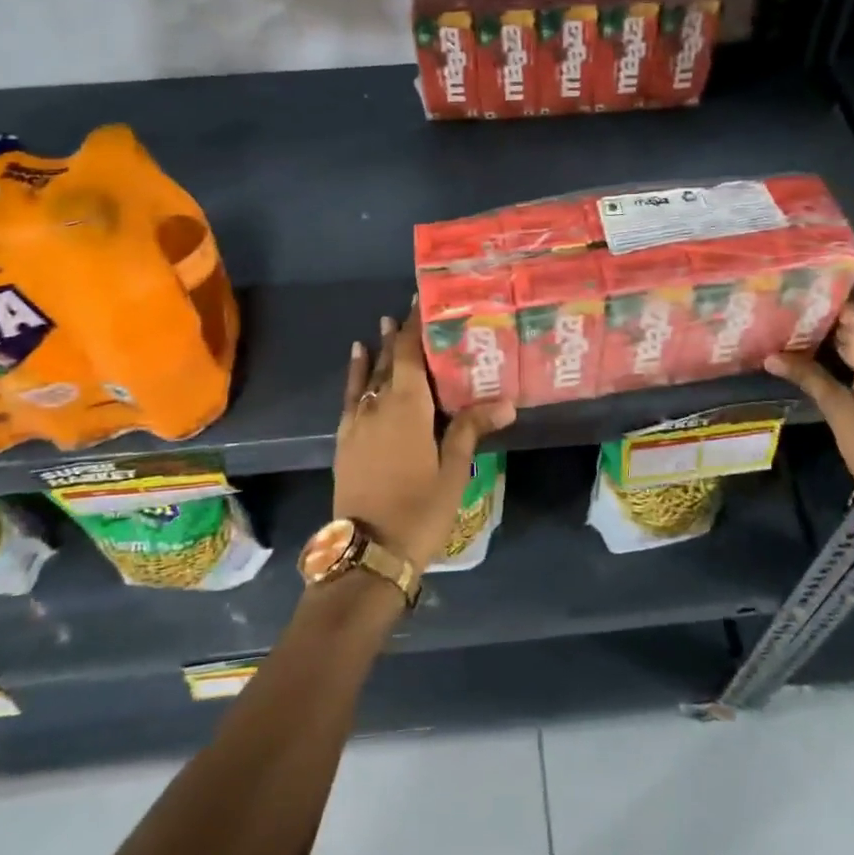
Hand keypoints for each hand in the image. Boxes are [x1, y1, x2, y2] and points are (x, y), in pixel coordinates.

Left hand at [335, 305, 515, 571]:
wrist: (368, 553)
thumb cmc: (419, 511)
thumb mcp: (452, 471)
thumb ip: (470, 428)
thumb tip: (507, 401)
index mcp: (407, 407)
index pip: (412, 355)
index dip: (416, 327)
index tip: (421, 301)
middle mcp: (379, 405)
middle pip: (391, 361)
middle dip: (401, 334)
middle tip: (410, 309)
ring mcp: (358, 422)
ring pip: (371, 376)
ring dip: (380, 350)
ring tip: (385, 323)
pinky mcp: (346, 439)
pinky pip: (351, 396)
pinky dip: (356, 375)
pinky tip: (358, 360)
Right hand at [765, 302, 853, 532]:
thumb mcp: (839, 412)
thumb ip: (809, 377)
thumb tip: (772, 355)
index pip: (853, 311)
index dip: (822, 306)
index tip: (790, 306)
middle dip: (825, 327)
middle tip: (784, 327)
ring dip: (838, 346)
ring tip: (797, 345)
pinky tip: (827, 369)